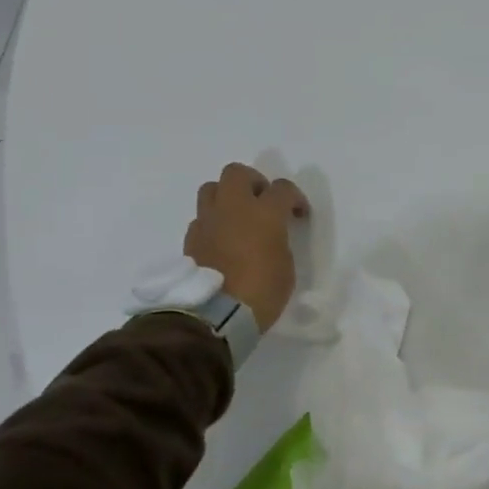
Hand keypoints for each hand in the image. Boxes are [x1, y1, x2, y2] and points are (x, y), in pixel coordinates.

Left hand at [184, 164, 309, 331]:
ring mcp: (208, 221)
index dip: (294, 198)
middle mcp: (233, 208)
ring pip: (211, 188)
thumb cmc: (262, 291)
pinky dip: (212, 223)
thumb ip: (279, 240)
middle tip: (262, 202)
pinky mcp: (190, 239)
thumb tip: (270, 235)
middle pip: (237, 173)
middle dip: (253, 182)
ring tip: (237, 217)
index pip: (282, 188)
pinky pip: (201, 218)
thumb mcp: (286, 265)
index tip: (298, 214)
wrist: (216, 315)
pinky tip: (220, 241)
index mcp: (264, 212)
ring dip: (226, 196)